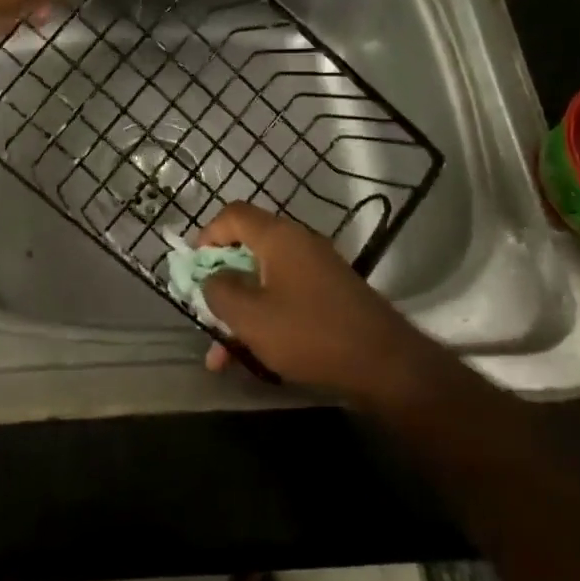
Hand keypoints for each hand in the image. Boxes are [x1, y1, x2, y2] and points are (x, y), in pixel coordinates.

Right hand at [195, 203, 426, 399]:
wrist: (385, 365)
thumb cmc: (309, 333)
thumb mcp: (250, 316)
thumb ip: (220, 291)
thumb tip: (212, 278)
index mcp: (278, 237)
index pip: (233, 214)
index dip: (207, 235)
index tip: (194, 268)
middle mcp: (298, 245)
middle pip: (247, 250)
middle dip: (220, 282)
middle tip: (205, 311)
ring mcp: (317, 271)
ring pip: (263, 282)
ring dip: (239, 312)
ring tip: (221, 355)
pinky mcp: (330, 297)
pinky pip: (285, 299)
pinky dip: (264, 321)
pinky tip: (250, 359)